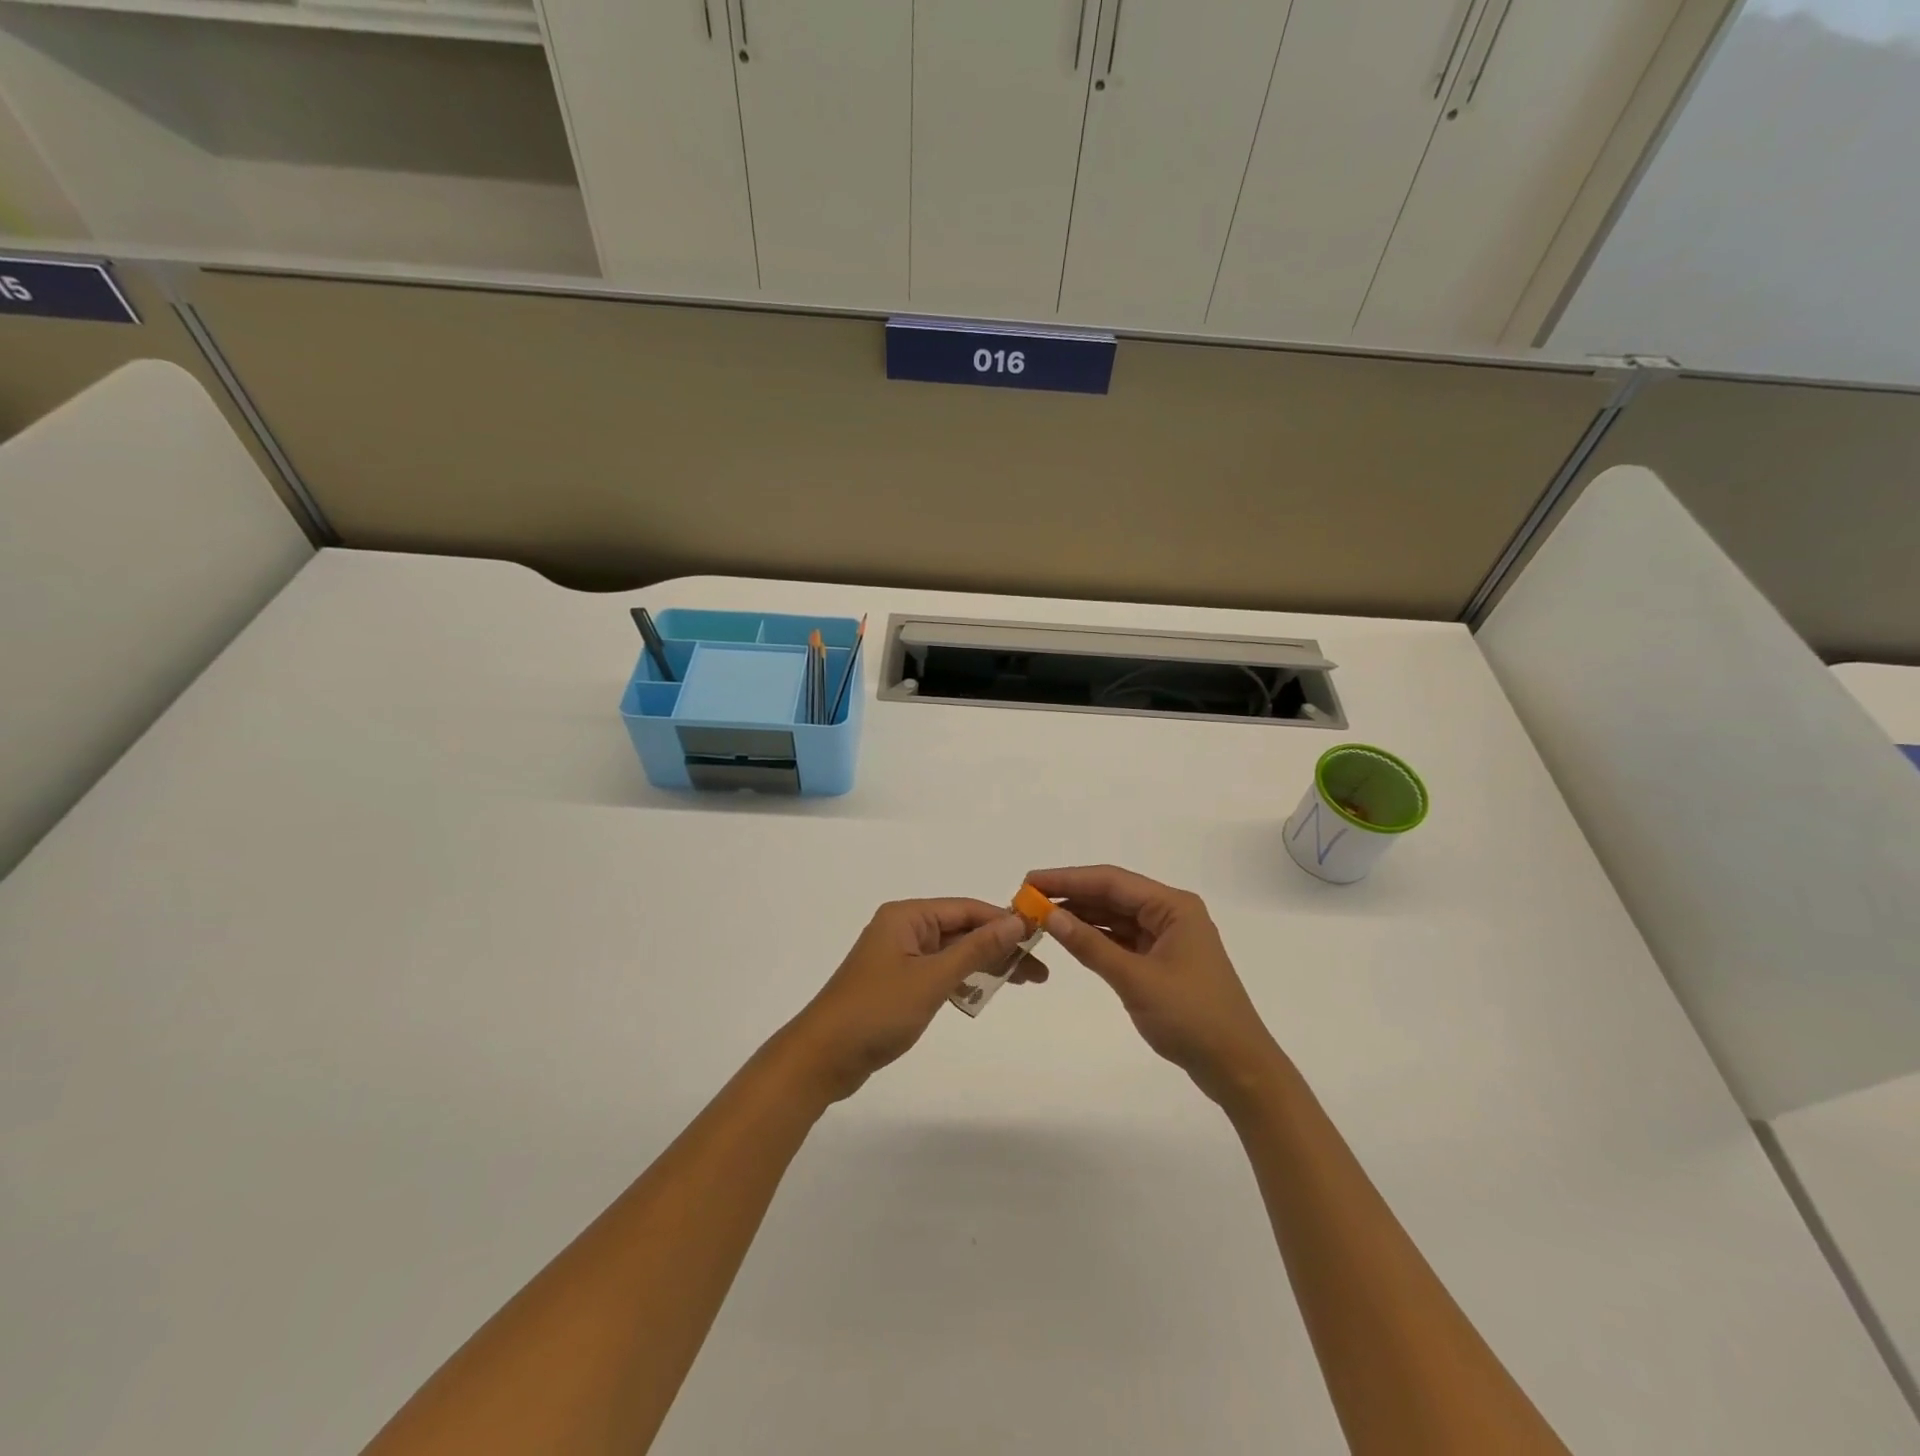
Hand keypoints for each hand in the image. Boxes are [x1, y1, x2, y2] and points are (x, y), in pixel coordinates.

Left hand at [783, 899, 1045, 1102]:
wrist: (822, 1058)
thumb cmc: (877, 1011)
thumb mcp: (932, 978)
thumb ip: (976, 949)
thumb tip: (1016, 920)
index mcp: (907, 917)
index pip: (966, 909)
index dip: (1004, 921)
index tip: (1039, 938)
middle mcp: (903, 929)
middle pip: (961, 930)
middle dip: (999, 947)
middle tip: (1039, 971)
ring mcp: (898, 957)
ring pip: (952, 953)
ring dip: (984, 965)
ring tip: (1022, 982)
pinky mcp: (896, 984)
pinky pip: (938, 972)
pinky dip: (961, 980)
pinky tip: (982, 994)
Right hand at [1026, 865, 1283, 1109]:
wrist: (1238, 1068)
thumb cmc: (1192, 1018)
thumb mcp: (1135, 980)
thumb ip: (1090, 946)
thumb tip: (1049, 915)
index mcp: (1173, 906)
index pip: (1111, 881)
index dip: (1068, 878)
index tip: (1030, 881)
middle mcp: (1170, 913)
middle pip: (1112, 895)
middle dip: (1071, 896)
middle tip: (1027, 900)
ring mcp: (1167, 937)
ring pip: (1115, 917)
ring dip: (1081, 917)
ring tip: (1039, 917)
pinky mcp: (1162, 961)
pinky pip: (1122, 939)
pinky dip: (1096, 938)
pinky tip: (1069, 938)